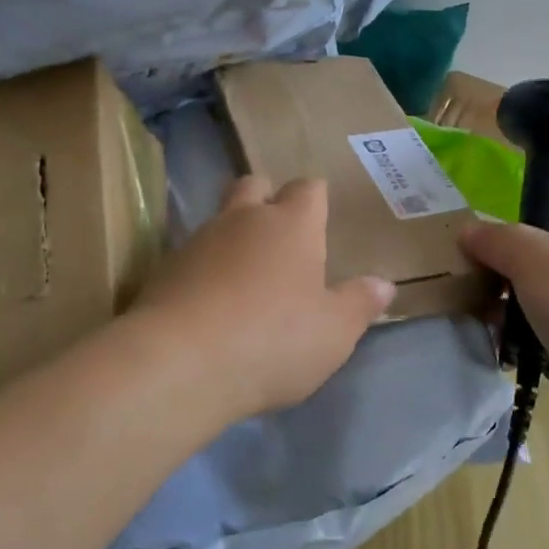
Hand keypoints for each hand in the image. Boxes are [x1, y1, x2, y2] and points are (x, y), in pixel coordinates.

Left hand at [135, 176, 395, 420]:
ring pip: (220, 219)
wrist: (180, 363)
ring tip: (245, 276)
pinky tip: (211, 303)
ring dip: (233, 236)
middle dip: (267, 198)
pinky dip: (205, 269)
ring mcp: (198, 241)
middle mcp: (244, 220)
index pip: (308, 188)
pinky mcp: (164, 270)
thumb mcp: (333, 333)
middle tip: (279, 234)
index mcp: (292, 225)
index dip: (316, 199)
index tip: (321, 219)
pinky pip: (192, 256)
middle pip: (254, 185)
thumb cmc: (273, 340)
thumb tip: (383, 285)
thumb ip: (359, 304)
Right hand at [459, 213, 548, 437]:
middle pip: (542, 262)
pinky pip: (543, 339)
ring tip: (484, 319)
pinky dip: (522, 344)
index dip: (523, 224)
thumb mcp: (530, 254)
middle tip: (476, 284)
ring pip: (539, 303)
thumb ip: (495, 239)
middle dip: (506, 273)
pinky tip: (502, 348)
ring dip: (509, 311)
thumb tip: (468, 232)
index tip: (488, 243)